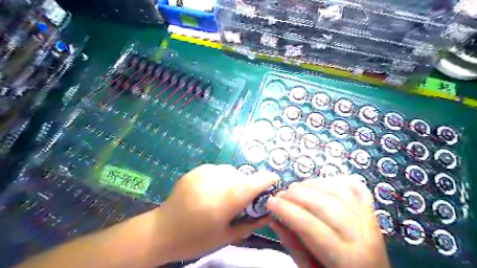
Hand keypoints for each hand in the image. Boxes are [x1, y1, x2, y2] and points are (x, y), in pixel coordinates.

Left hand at [154, 165, 277, 261]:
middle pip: (242, 176)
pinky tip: (212, 189)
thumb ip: (251, 223)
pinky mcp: (195, 170)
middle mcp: (214, 183)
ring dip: (234, 180)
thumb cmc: (196, 239)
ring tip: (225, 194)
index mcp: (223, 202)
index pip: (252, 184)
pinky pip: (217, 169)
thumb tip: (269, 212)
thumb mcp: (227, 237)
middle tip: (242, 199)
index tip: (274, 180)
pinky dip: (221, 177)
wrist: (162, 231)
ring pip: (230, 170)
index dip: (267, 179)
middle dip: (247, 185)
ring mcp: (203, 174)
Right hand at [267, 176, 388, 267]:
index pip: (311, 226)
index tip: (270, 202)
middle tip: (281, 194)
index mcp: (346, 258)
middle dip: (298, 195)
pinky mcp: (370, 209)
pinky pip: (354, 186)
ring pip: (338, 190)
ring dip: (312, 184)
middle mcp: (362, 235)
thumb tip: (273, 218)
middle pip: (325, 204)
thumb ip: (292, 244)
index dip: (288, 211)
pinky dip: (334, 180)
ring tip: (295, 188)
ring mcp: (369, 218)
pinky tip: (318, 183)